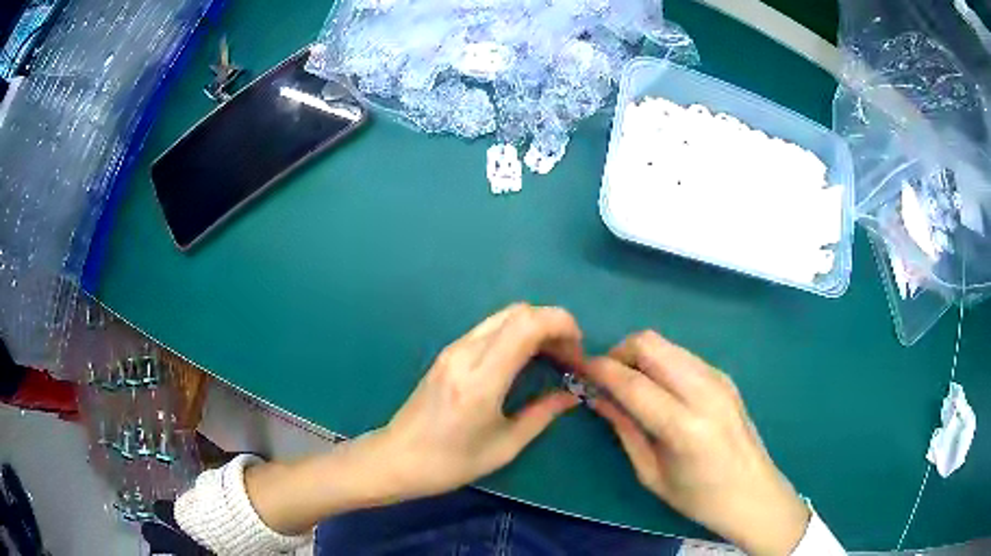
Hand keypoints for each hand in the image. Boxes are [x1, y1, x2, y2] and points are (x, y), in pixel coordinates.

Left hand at [374, 303, 582, 500]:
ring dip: (535, 327)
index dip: (561, 325)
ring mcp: (453, 349)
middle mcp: (465, 353)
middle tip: (569, 356)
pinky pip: (490, 328)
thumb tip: (573, 394)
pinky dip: (517, 333)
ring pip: (504, 315)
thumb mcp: (504, 446)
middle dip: (553, 324)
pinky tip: (526, 359)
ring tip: (553, 357)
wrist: (397, 458)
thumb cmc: (450, 462)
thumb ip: (542, 414)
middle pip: (518, 312)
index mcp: (481, 380)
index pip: (526, 325)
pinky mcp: (448, 352)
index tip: (578, 350)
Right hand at [584, 331, 809, 555]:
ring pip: (667, 344)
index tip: (579, 368)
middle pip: (651, 344)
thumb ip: (624, 430)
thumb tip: (596, 397)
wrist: (753, 492)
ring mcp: (718, 379)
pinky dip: (661, 362)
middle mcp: (704, 392)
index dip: (601, 370)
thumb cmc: (698, 497)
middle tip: (605, 377)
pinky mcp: (725, 377)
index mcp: (684, 427)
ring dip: (640, 355)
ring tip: (628, 383)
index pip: (633, 382)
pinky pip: (683, 355)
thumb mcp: (651, 473)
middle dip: (619, 352)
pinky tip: (657, 388)